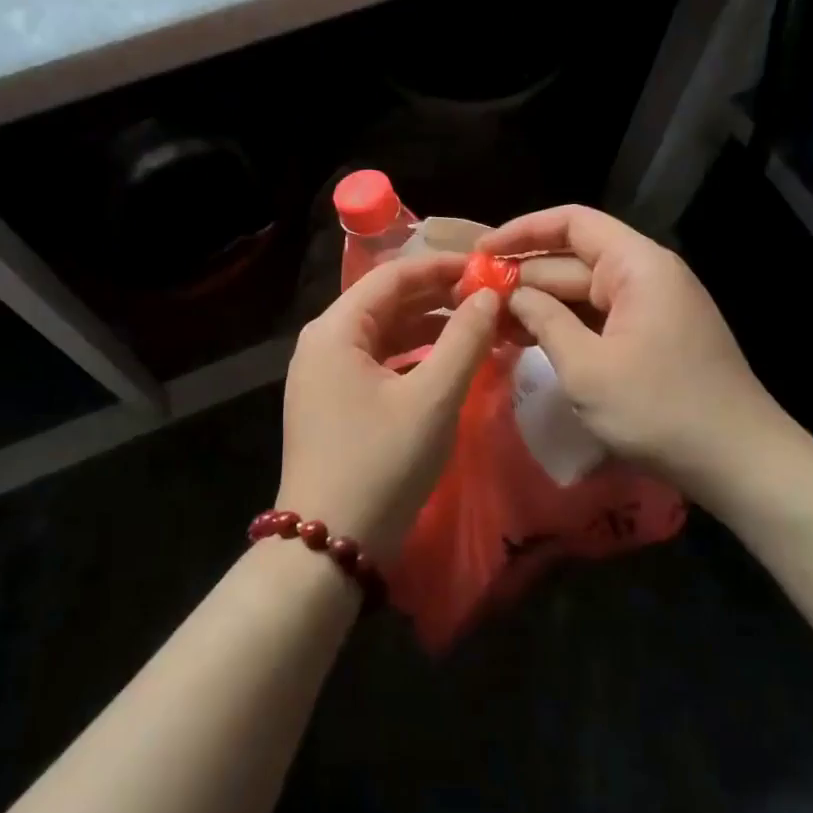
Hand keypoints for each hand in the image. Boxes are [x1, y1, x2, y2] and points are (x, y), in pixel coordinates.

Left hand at [280, 253, 501, 557]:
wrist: (330, 545)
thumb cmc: (382, 463)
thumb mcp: (434, 398)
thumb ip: (465, 339)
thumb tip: (489, 296)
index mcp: (335, 329)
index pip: (392, 276)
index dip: (441, 266)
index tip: (486, 267)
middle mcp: (322, 342)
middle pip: (385, 302)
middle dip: (437, 297)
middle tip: (488, 297)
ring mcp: (323, 374)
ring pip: (383, 333)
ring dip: (429, 328)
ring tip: (478, 326)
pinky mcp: (332, 402)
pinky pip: (377, 362)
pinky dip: (413, 357)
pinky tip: (448, 363)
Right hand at [477, 206, 812, 507]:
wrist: (741, 463)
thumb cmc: (660, 409)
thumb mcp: (587, 367)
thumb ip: (544, 321)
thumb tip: (513, 295)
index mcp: (637, 266)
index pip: (573, 223)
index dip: (522, 231)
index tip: (480, 253)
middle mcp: (646, 276)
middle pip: (573, 260)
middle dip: (523, 277)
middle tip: (471, 298)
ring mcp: (652, 308)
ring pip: (583, 293)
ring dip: (539, 306)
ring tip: (488, 323)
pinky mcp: (653, 338)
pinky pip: (599, 319)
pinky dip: (564, 327)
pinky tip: (527, 342)